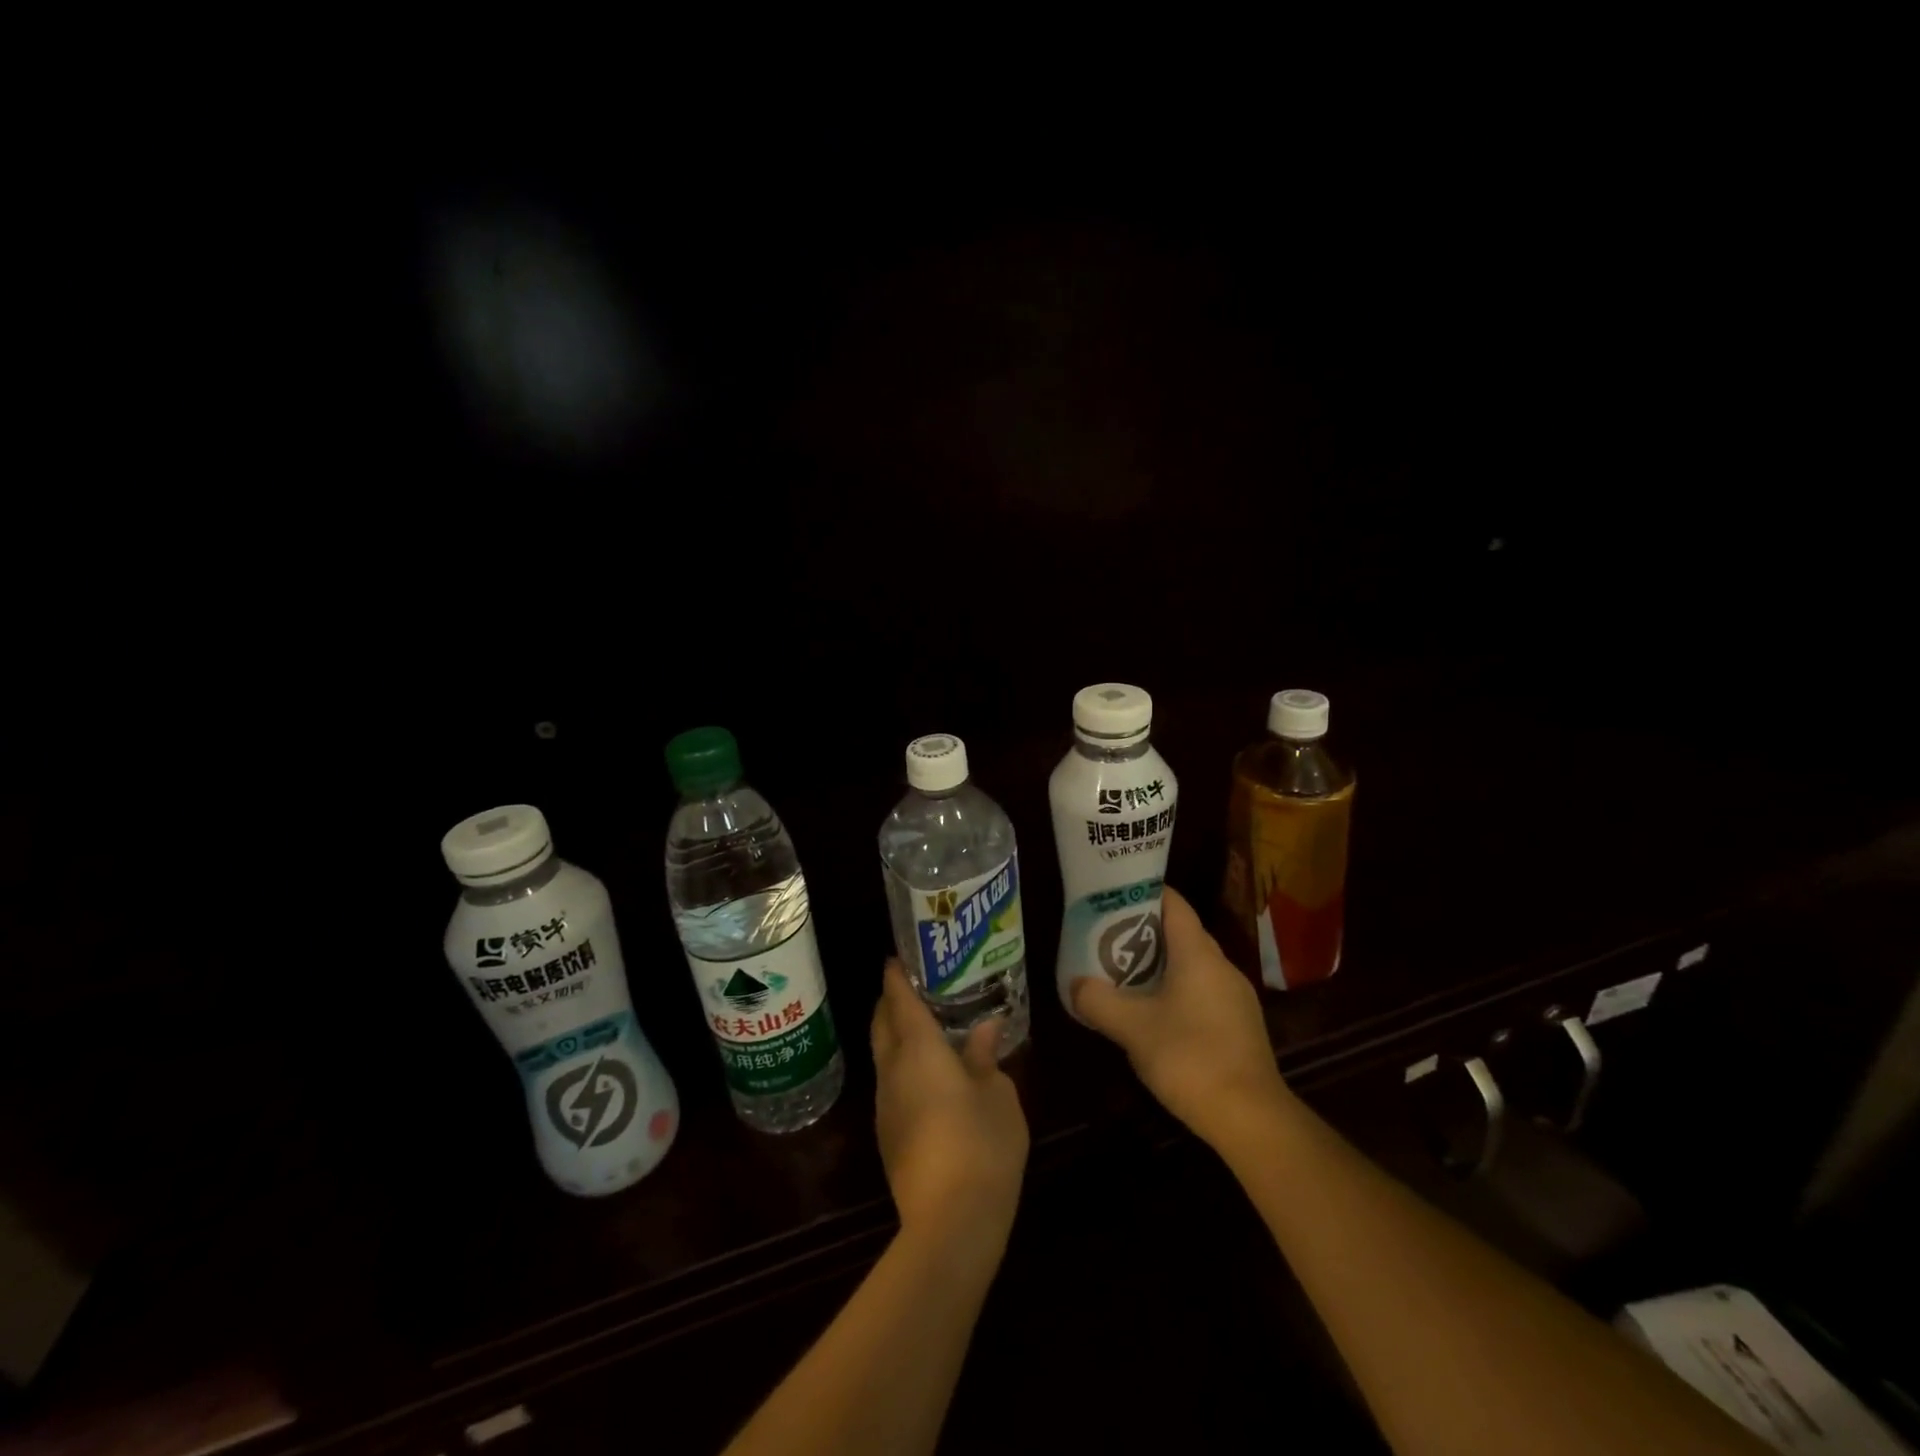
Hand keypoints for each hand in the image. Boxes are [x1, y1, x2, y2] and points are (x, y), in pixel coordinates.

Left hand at [870, 961, 1028, 1255]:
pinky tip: (928, 1074)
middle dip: (889, 1002)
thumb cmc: (981, 1144)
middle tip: (912, 987)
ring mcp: (886, 1106)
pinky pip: (890, 1083)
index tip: (896, 958)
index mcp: (919, 1050)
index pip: (900, 1001)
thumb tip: (985, 1027)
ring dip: (895, 1036)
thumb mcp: (998, 1094)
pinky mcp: (888, 1135)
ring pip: (883, 1056)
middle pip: (881, 1024)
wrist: (950, 1222)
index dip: (896, 976)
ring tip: (924, 1026)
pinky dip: (902, 1065)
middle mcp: (893, 1070)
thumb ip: (985, 1056)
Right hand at [1071, 884, 1293, 1147]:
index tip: (1113, 898)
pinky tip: (1156, 1015)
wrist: (1251, 1118)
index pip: (1174, 904)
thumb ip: (1099, 1001)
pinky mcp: (1240, 1024)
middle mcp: (1221, 965)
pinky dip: (1177, 990)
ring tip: (1125, 975)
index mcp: (1198, 954)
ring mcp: (1236, 996)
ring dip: (1160, 965)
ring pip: (1192, 965)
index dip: (1144, 894)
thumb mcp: (1132, 1028)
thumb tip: (1076, 984)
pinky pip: (1203, 991)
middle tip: (1108, 939)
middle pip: (1181, 933)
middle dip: (1144, 932)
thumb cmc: (1190, 1057)